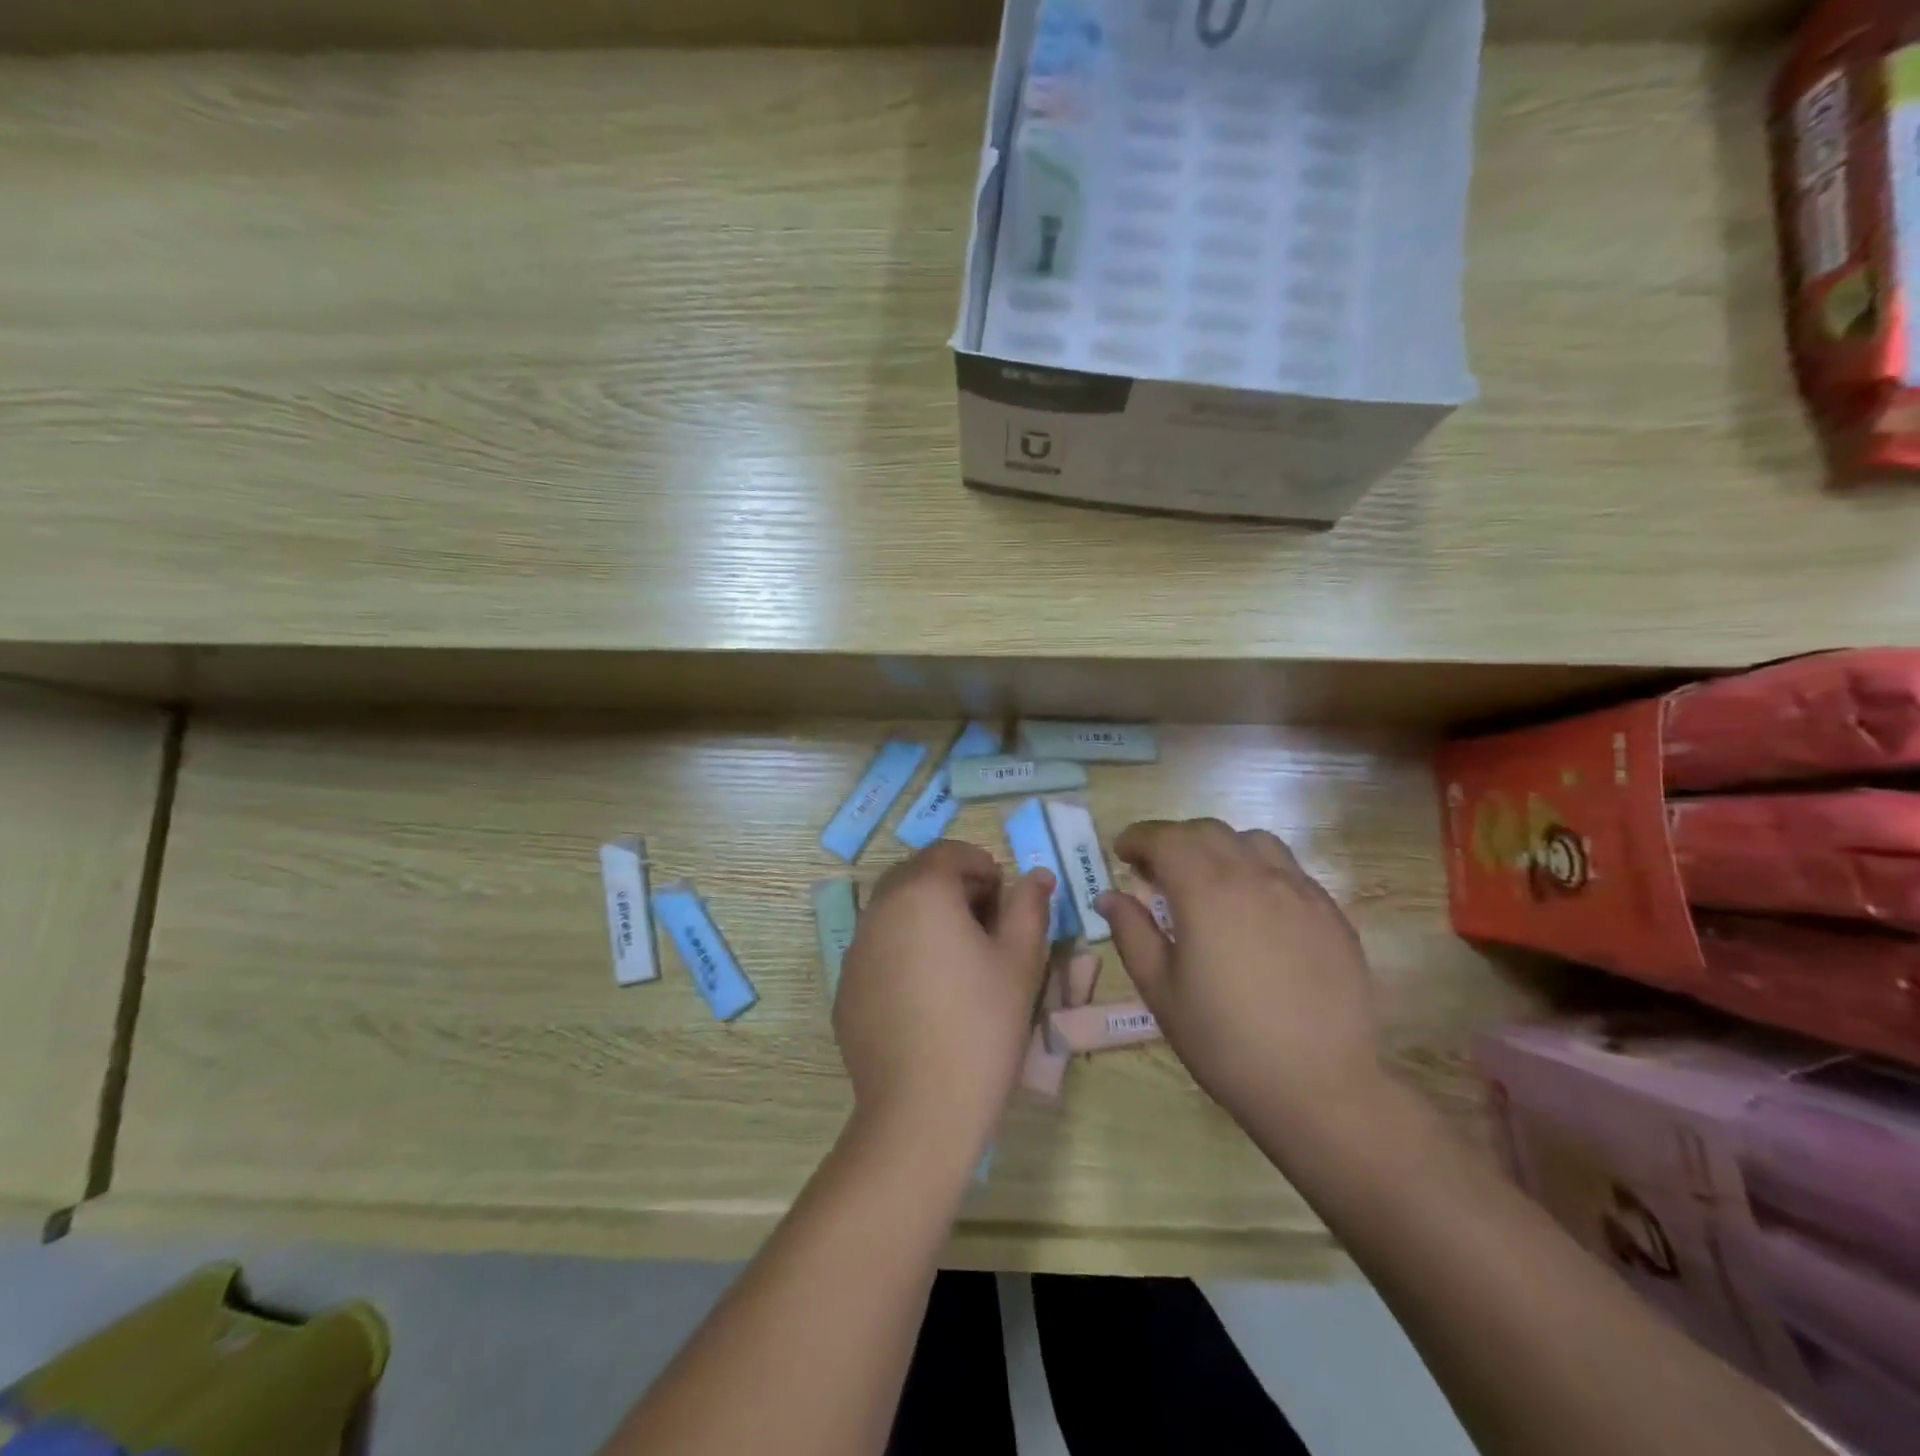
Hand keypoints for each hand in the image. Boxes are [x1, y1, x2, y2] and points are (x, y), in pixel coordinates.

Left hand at [833, 841, 1054, 1171]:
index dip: (982, 866)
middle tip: (985, 926)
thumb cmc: (982, 1024)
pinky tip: (926, 996)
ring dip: (926, 917)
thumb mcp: (1020, 961)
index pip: (949, 852)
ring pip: (894, 911)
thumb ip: (1029, 906)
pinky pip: (878, 949)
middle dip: (953, 887)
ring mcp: (855, 949)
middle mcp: (879, 909)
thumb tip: (1035, 876)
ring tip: (958, 962)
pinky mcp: (845, 987)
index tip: (1005, 900)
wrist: (921, 1110)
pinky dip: (903, 951)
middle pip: (917, 876)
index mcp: (921, 892)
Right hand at [1097, 818, 1385, 1129]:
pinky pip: (1288, 869)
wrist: (1319, 1086)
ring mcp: (1300, 891)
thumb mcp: (1161, 990)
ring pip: (1252, 841)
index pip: (1165, 838)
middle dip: (1174, 840)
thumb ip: (1131, 933)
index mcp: (1207, 890)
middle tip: (1156, 872)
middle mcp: (1255, 875)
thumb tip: (1110, 896)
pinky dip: (1257, 870)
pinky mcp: (1331, 913)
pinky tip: (1253, 909)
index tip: (1122, 854)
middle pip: (1207, 831)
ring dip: (1219, 848)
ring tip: (1207, 882)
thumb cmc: (1225, 1041)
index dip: (1138, 838)